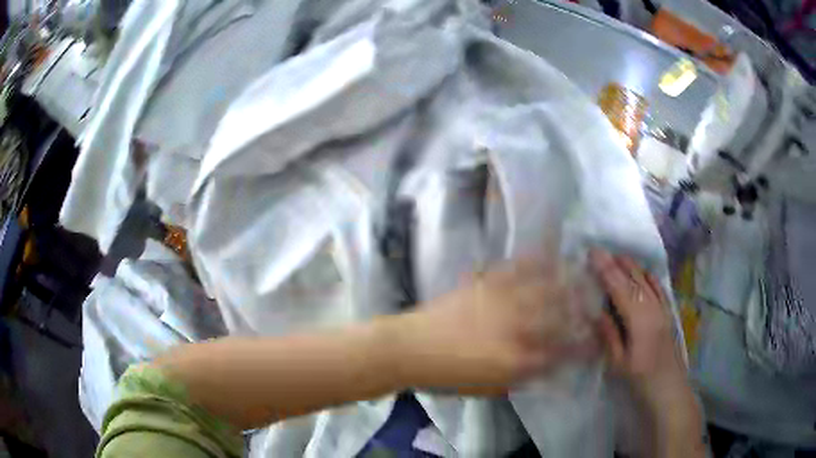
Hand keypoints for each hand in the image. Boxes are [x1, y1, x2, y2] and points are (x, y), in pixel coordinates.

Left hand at [398, 257, 597, 395]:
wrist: (411, 347)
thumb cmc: (448, 375)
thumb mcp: (488, 387)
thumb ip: (521, 377)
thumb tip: (545, 366)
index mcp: (518, 360)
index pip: (561, 352)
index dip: (582, 346)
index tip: (593, 340)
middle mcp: (517, 330)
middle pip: (560, 316)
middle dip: (582, 308)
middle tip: (594, 301)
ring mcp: (503, 303)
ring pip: (545, 289)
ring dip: (567, 281)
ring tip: (582, 273)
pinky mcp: (486, 284)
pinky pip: (516, 268)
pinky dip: (536, 259)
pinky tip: (549, 252)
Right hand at [590, 249, 703, 456]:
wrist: (669, 388)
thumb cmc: (641, 379)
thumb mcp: (618, 363)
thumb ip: (609, 334)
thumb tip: (596, 311)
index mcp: (639, 318)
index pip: (619, 287)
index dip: (605, 269)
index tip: (592, 252)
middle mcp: (652, 307)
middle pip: (633, 278)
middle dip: (616, 263)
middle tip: (599, 251)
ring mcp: (662, 308)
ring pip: (646, 280)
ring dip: (631, 267)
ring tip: (616, 257)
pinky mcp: (668, 313)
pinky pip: (658, 287)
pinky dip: (648, 276)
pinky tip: (643, 272)